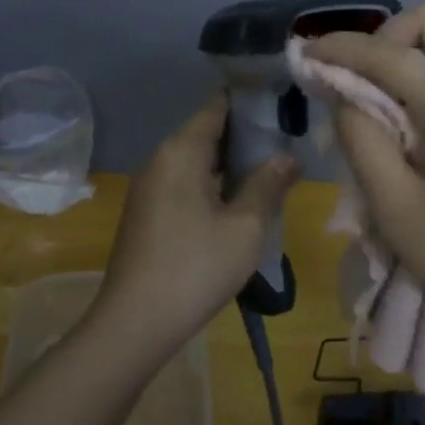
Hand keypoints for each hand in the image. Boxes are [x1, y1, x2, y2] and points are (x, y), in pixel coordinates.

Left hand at [89, 96, 298, 355]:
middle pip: (206, 132)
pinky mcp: (147, 213)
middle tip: (287, 138)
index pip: (217, 107)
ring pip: (196, 160)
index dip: (250, 101)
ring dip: (230, 162)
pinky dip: (212, 182)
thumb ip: (268, 185)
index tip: (282, 102)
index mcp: (181, 152)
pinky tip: (238, 200)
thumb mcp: (245, 227)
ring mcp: (150, 188)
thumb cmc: (195, 268)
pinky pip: (185, 182)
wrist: (135, 323)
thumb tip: (289, 156)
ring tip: (270, 168)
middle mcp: (161, 160)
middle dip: (245, 134)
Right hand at [309, 1, 424, 339]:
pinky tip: (417, 124)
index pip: (387, 53)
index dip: (340, 48)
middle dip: (388, 37)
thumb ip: (360, 138)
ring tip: (384, 105)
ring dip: (411, 54)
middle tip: (363, 83)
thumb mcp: (395, 205)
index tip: (305, 54)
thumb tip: (345, 96)